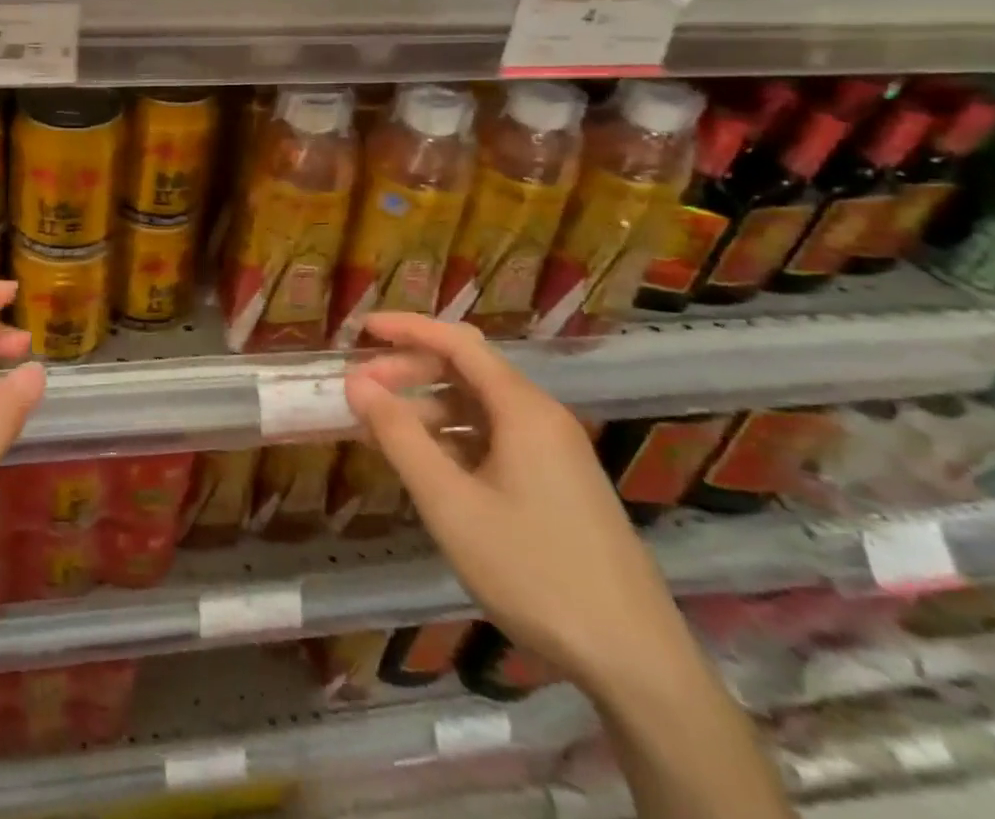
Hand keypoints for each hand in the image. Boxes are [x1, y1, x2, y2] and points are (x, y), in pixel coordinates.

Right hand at [344, 313, 690, 688]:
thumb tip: (357, 382)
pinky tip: (425, 468)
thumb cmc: (534, 572)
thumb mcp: (450, 504)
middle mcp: (541, 419)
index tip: (361, 329)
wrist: (637, 666)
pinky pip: (494, 441)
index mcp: (523, 409)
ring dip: (426, 411)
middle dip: (410, 373)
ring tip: (381, 433)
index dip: (406, 328)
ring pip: (478, 410)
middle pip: (466, 372)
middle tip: (360, 392)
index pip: (457, 342)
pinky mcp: (557, 486)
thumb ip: (399, 436)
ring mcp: (553, 454)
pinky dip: (452, 441)